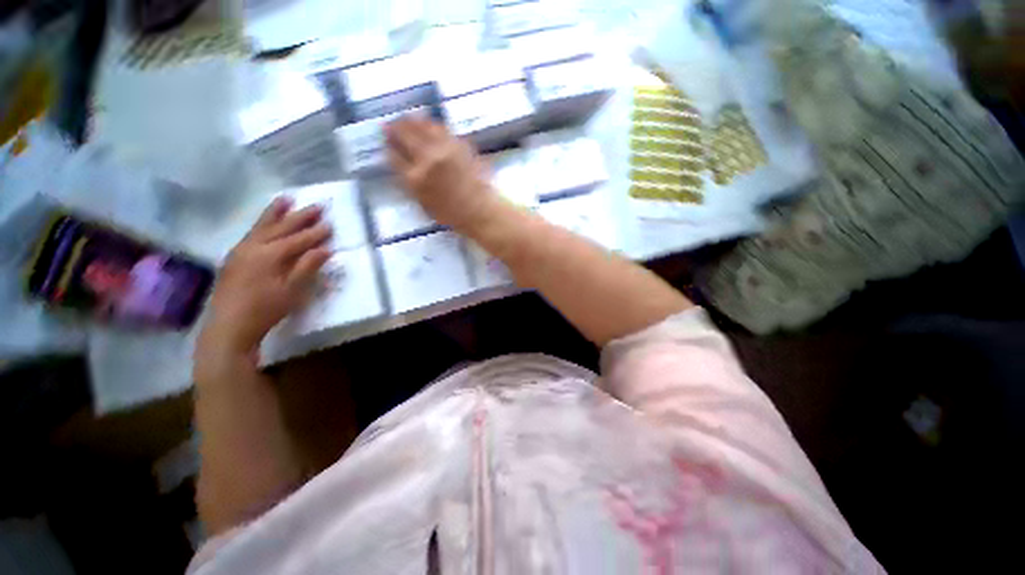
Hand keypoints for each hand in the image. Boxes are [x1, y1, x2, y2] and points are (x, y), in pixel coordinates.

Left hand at [200, 198, 331, 359]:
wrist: (229, 326)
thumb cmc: (266, 309)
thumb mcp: (292, 290)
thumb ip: (307, 267)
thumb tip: (325, 249)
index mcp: (270, 255)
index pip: (298, 240)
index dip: (315, 233)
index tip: (330, 224)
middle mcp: (253, 247)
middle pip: (280, 227)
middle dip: (300, 216)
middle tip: (316, 206)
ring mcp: (240, 250)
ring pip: (261, 226)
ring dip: (276, 212)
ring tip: (286, 199)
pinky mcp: (233, 257)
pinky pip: (251, 233)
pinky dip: (262, 224)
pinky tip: (266, 222)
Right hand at [385, 116, 500, 233]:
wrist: (481, 210)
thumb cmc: (453, 214)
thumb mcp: (425, 205)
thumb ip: (411, 184)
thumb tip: (402, 166)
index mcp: (416, 179)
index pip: (394, 156)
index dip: (388, 147)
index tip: (385, 141)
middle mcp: (428, 159)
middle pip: (406, 135)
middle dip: (395, 128)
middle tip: (389, 124)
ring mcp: (445, 149)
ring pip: (423, 126)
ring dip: (411, 121)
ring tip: (406, 118)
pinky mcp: (461, 145)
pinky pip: (442, 129)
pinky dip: (431, 125)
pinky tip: (429, 125)